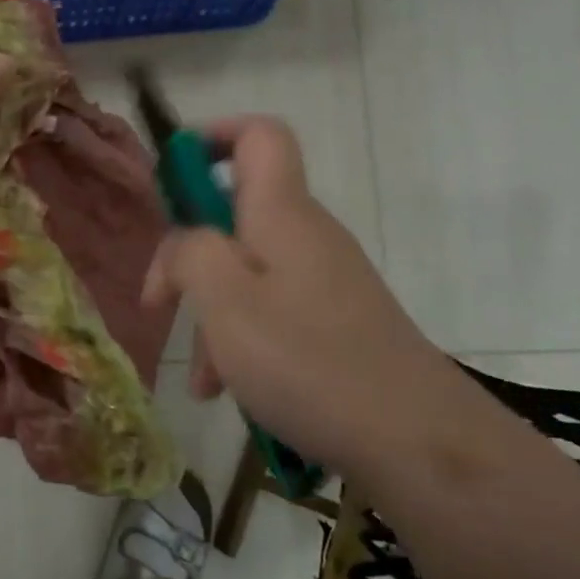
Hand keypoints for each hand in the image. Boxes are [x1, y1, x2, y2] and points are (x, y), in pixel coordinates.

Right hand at [143, 117, 457, 471]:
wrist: (418, 442)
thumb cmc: (308, 362)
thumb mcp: (225, 302)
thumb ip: (189, 253)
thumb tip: (185, 243)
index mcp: (282, 214)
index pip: (258, 136)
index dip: (212, 138)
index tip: (173, 181)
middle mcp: (306, 235)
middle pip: (236, 216)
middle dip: (191, 256)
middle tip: (162, 303)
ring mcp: (325, 280)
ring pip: (248, 274)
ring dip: (212, 314)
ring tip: (201, 380)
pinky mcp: (336, 321)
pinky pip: (273, 311)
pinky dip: (243, 339)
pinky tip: (230, 393)